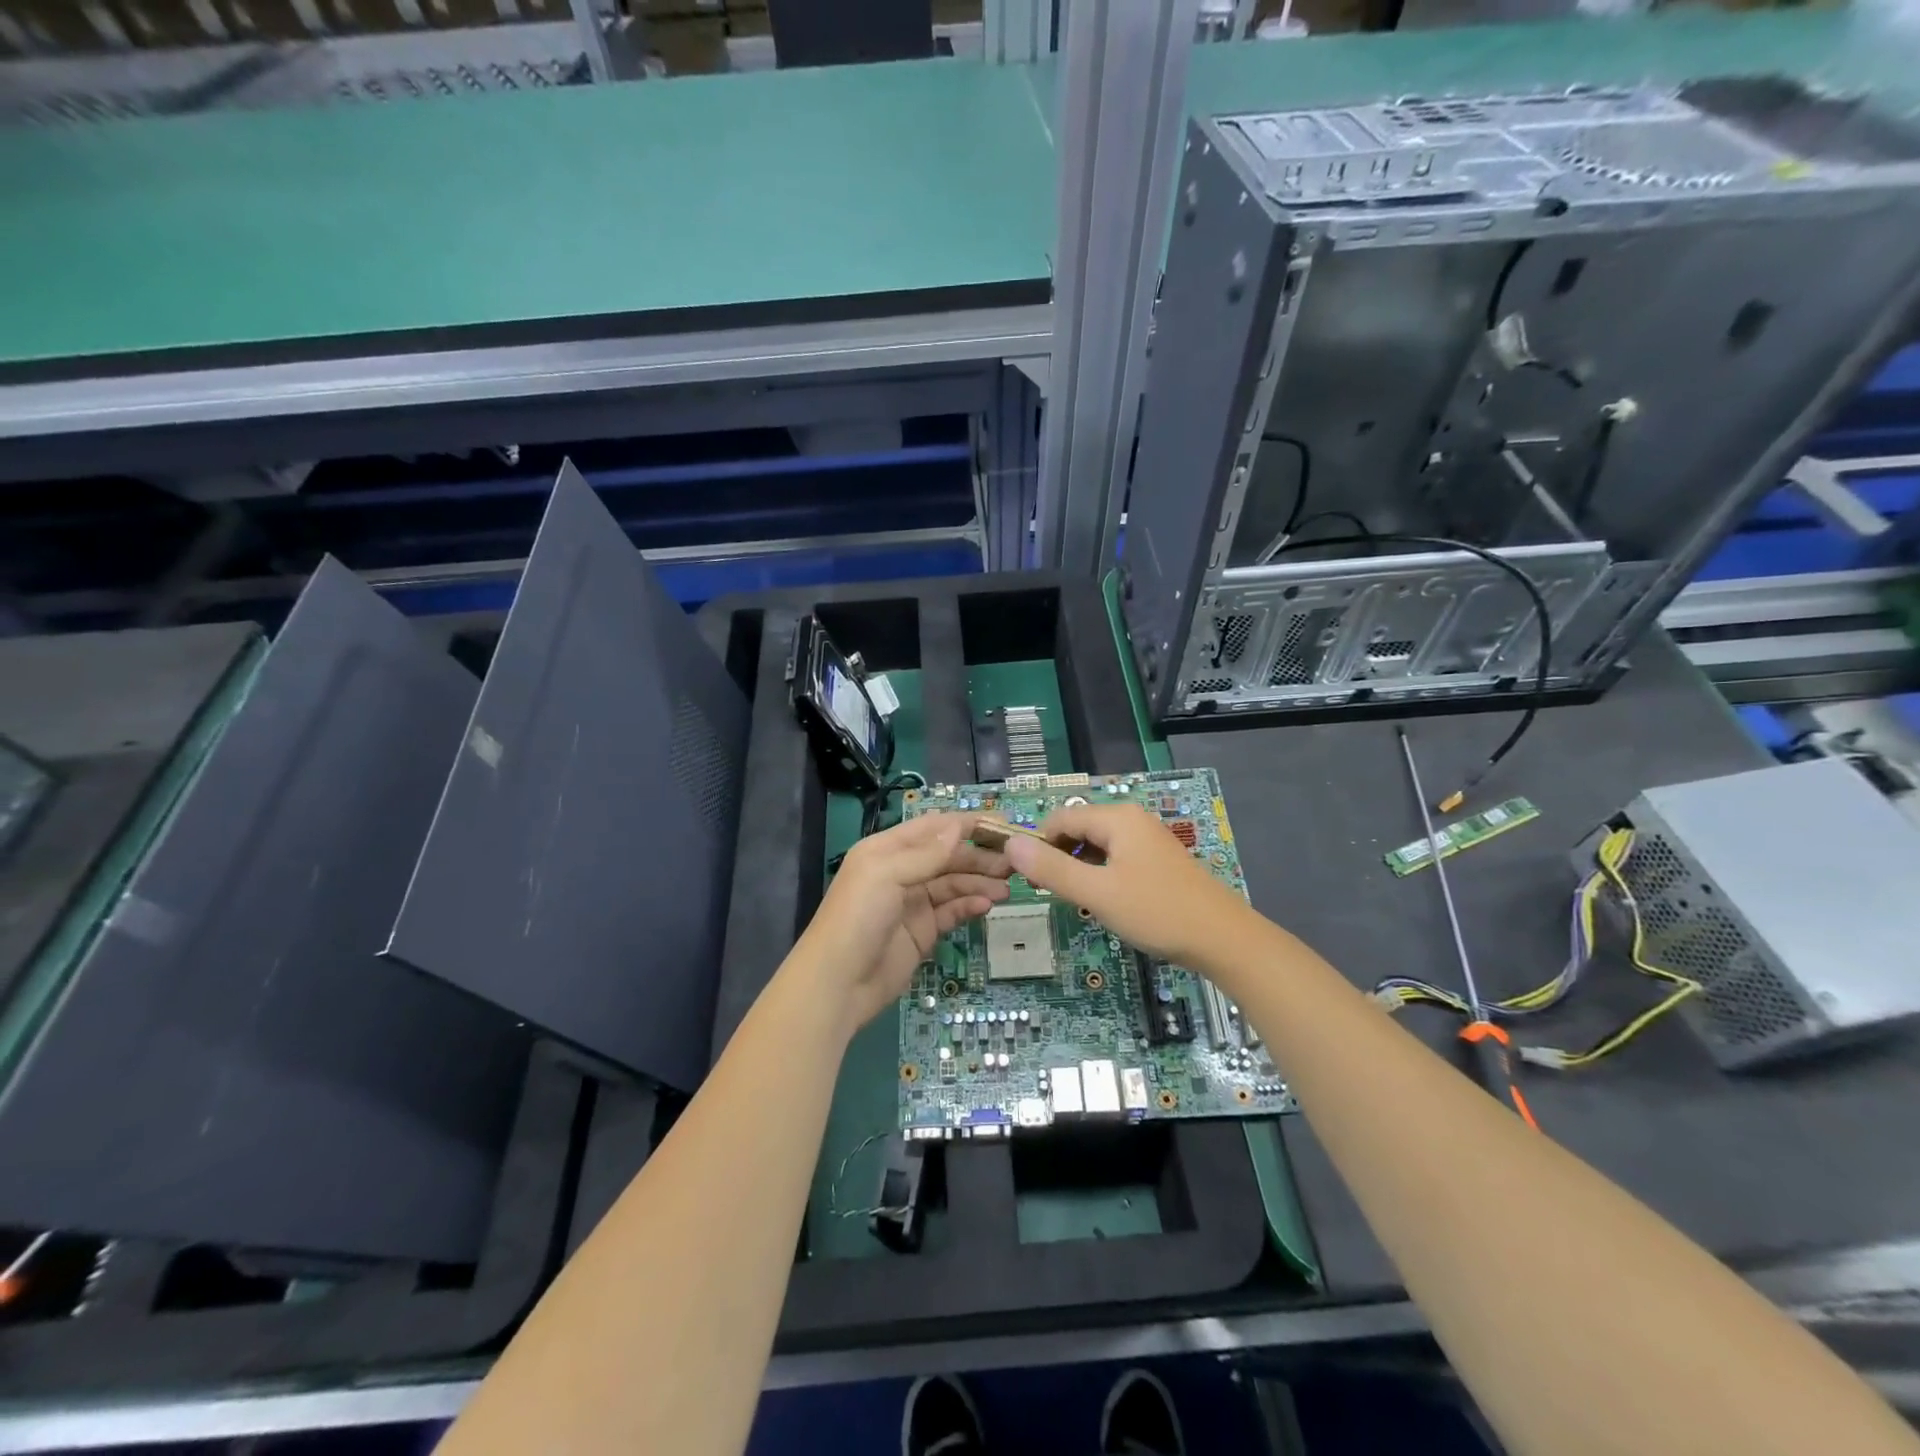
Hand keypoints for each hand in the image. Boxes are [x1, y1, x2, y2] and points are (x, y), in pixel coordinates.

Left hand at [797, 813, 1010, 1034]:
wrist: (838, 983)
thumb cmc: (857, 917)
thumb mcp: (887, 875)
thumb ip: (926, 853)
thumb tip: (959, 827)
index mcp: (887, 849)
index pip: (932, 827)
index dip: (965, 824)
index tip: (1001, 824)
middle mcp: (901, 871)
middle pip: (947, 856)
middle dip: (979, 856)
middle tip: (1013, 862)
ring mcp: (913, 903)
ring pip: (953, 884)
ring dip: (979, 882)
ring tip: (1007, 887)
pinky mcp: (922, 932)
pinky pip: (951, 911)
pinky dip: (970, 906)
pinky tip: (987, 906)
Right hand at [1003, 803, 1250, 965]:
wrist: (1224, 939)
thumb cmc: (1157, 912)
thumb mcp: (1098, 893)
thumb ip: (1052, 868)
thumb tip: (1010, 844)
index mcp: (1117, 818)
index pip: (1060, 818)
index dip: (1037, 844)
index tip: (1025, 878)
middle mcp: (1132, 819)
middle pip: (1078, 828)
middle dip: (1058, 856)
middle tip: (1049, 893)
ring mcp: (1147, 839)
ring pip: (1097, 844)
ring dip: (1078, 866)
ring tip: (1075, 899)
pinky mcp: (1157, 860)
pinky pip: (1116, 857)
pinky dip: (1100, 873)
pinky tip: (1103, 900)